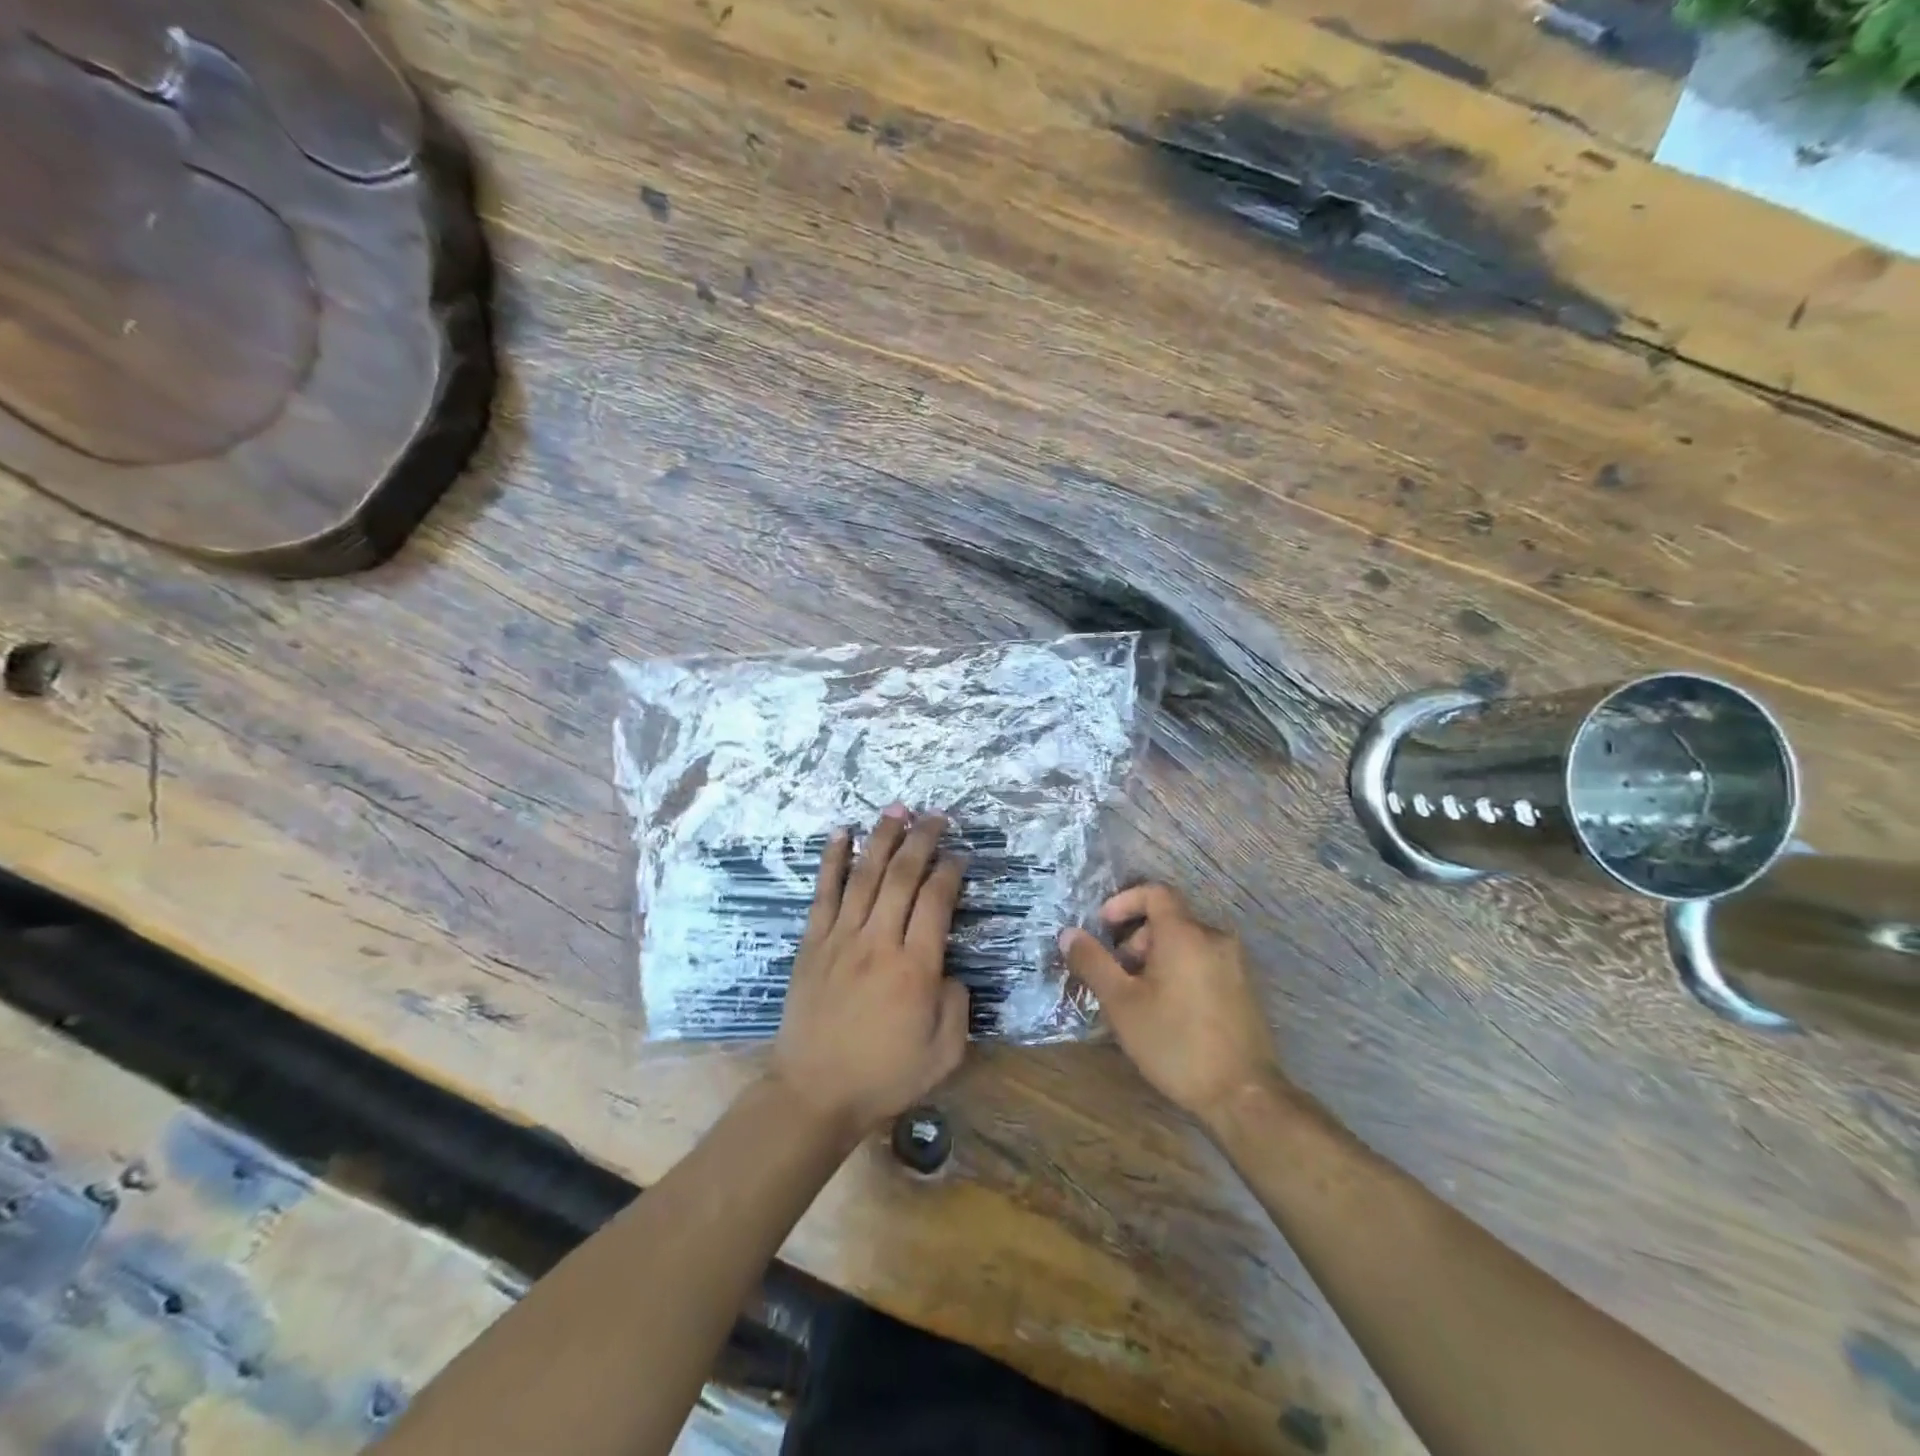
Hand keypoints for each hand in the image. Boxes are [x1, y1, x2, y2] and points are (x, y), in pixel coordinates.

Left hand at [772, 807, 970, 1140]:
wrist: (813, 1093)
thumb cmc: (883, 1076)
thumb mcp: (944, 1053)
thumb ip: (957, 1005)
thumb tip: (948, 970)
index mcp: (915, 968)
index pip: (936, 902)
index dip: (950, 872)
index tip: (959, 857)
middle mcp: (878, 942)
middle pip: (902, 876)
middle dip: (921, 840)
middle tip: (936, 816)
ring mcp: (840, 938)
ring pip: (864, 875)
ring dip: (882, 837)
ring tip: (897, 808)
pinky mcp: (812, 943)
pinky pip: (824, 893)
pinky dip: (832, 860)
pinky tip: (841, 833)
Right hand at [1060, 883, 1283, 1125]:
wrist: (1243, 1095)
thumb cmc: (1175, 1043)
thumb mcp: (1121, 1003)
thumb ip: (1093, 962)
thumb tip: (1069, 933)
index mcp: (1185, 934)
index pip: (1154, 892)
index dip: (1124, 902)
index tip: (1103, 927)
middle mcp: (1215, 938)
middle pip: (1169, 919)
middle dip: (1136, 939)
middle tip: (1117, 974)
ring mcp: (1235, 964)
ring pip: (1186, 943)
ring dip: (1156, 957)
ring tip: (1138, 997)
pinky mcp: (1245, 989)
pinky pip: (1204, 962)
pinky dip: (1179, 971)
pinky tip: (1168, 1010)